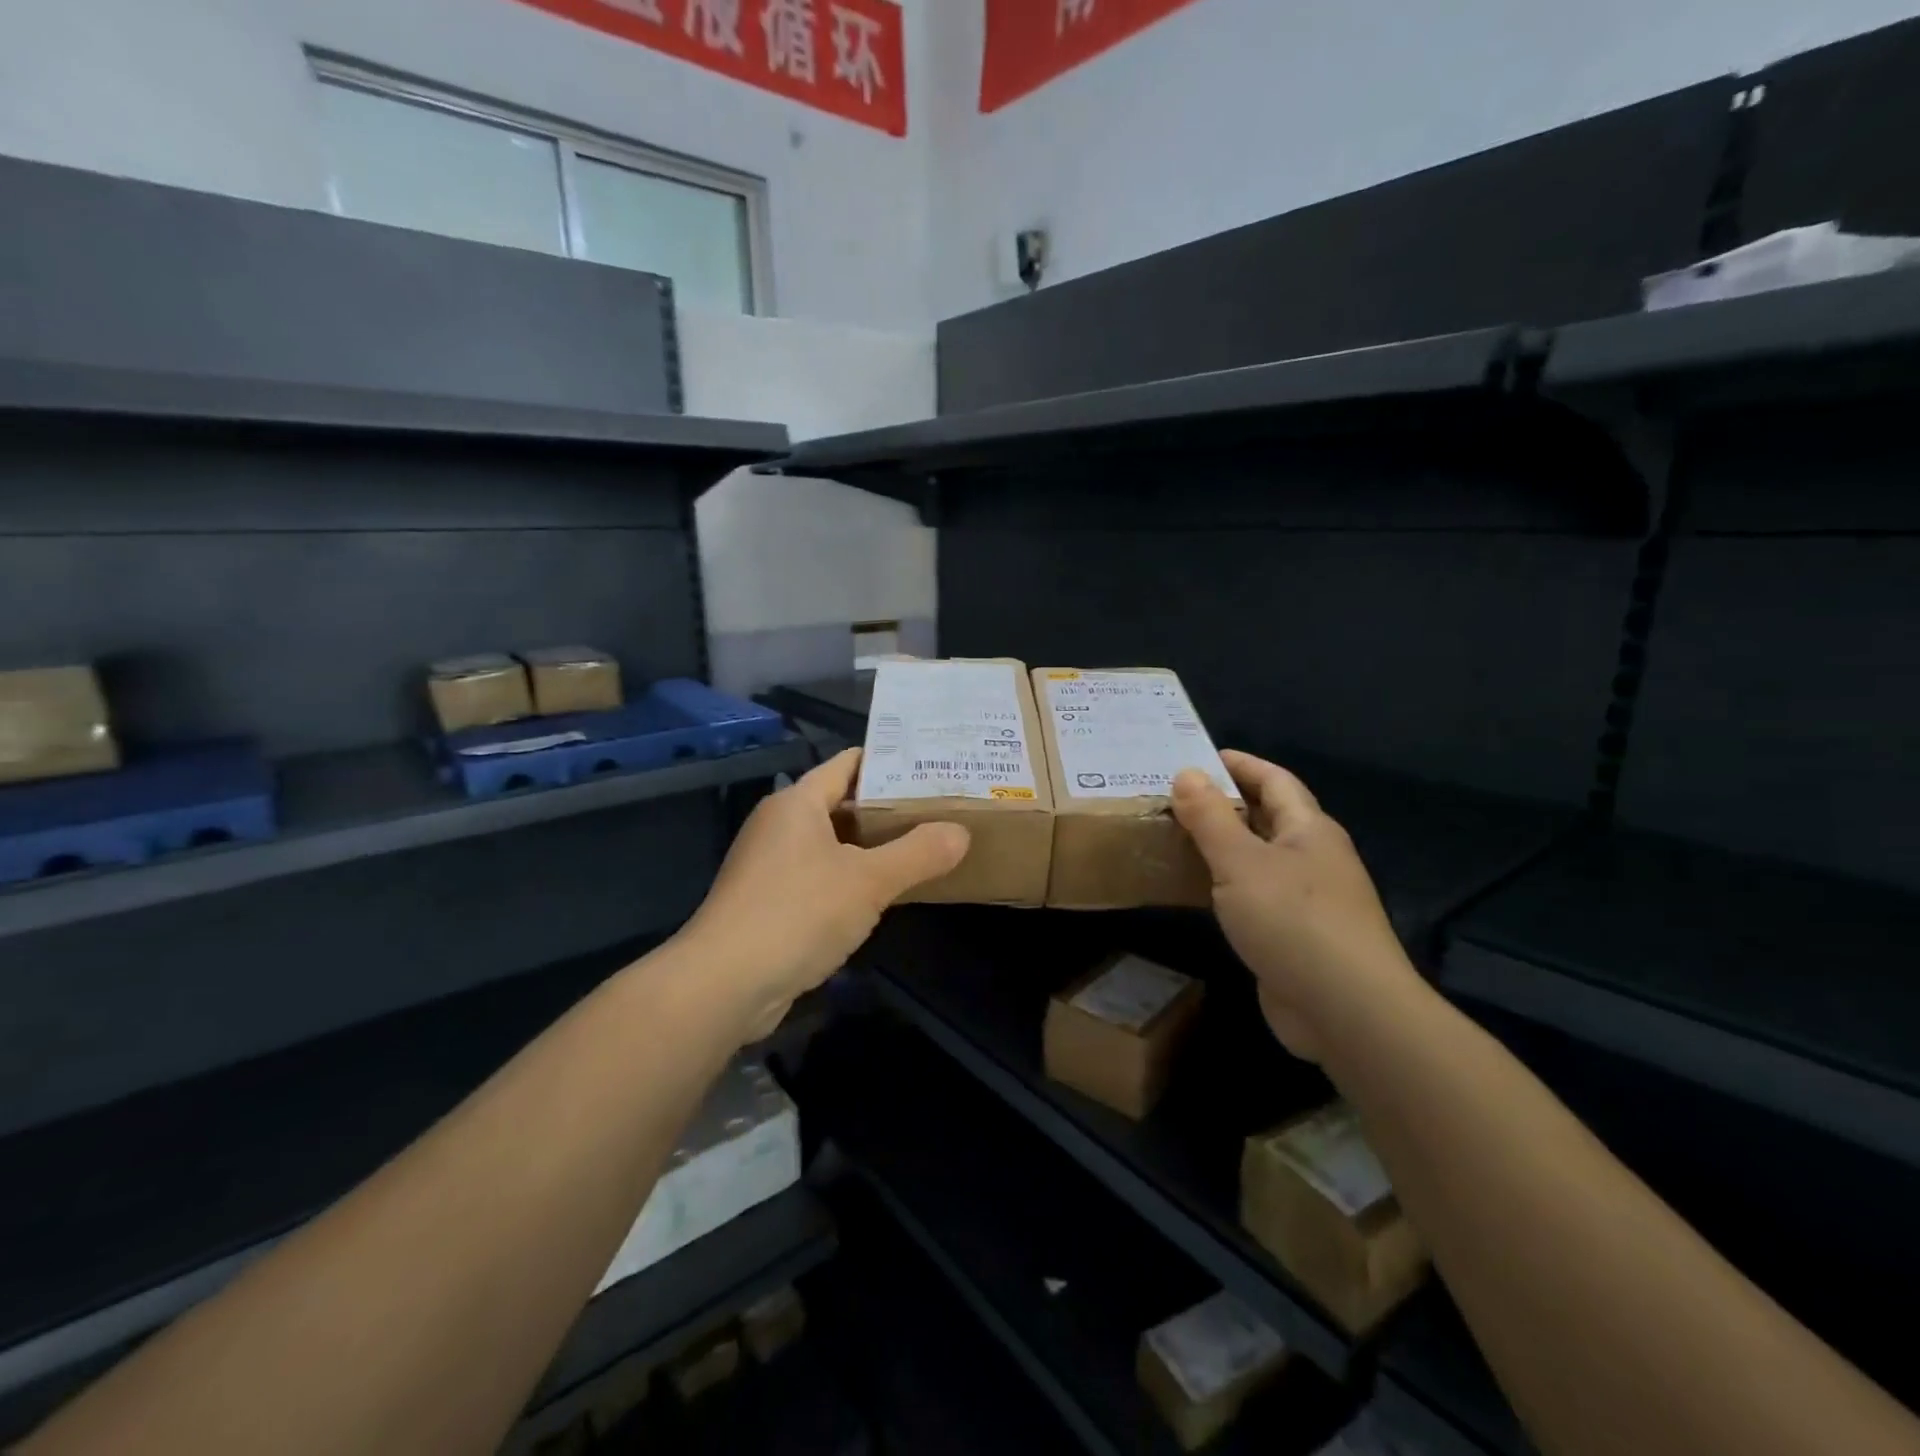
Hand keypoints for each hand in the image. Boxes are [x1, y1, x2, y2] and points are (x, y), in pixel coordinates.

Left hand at [682, 748, 968, 1038]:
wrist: (723, 985)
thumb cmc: (797, 913)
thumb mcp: (868, 881)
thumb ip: (918, 853)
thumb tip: (961, 832)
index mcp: (797, 803)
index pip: (848, 764)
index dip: (889, 762)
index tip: (931, 767)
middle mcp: (780, 826)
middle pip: (842, 804)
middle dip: (888, 808)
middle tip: (940, 809)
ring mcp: (771, 866)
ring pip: (832, 844)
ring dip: (872, 848)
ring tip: (924, 846)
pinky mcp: (769, 903)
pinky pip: (820, 877)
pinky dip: (851, 879)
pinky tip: (884, 894)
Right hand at [1171, 751, 1414, 1061]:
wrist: (1346, 1010)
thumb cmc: (1294, 921)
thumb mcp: (1241, 862)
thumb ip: (1210, 817)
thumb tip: (1187, 773)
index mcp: (1309, 829)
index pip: (1274, 780)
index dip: (1239, 764)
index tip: (1196, 758)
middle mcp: (1313, 858)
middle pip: (1266, 817)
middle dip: (1223, 804)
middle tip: (1172, 798)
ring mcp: (1307, 899)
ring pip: (1257, 858)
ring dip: (1220, 846)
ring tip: (1172, 837)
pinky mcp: (1294, 935)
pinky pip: (1253, 895)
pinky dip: (1223, 885)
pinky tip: (1193, 891)